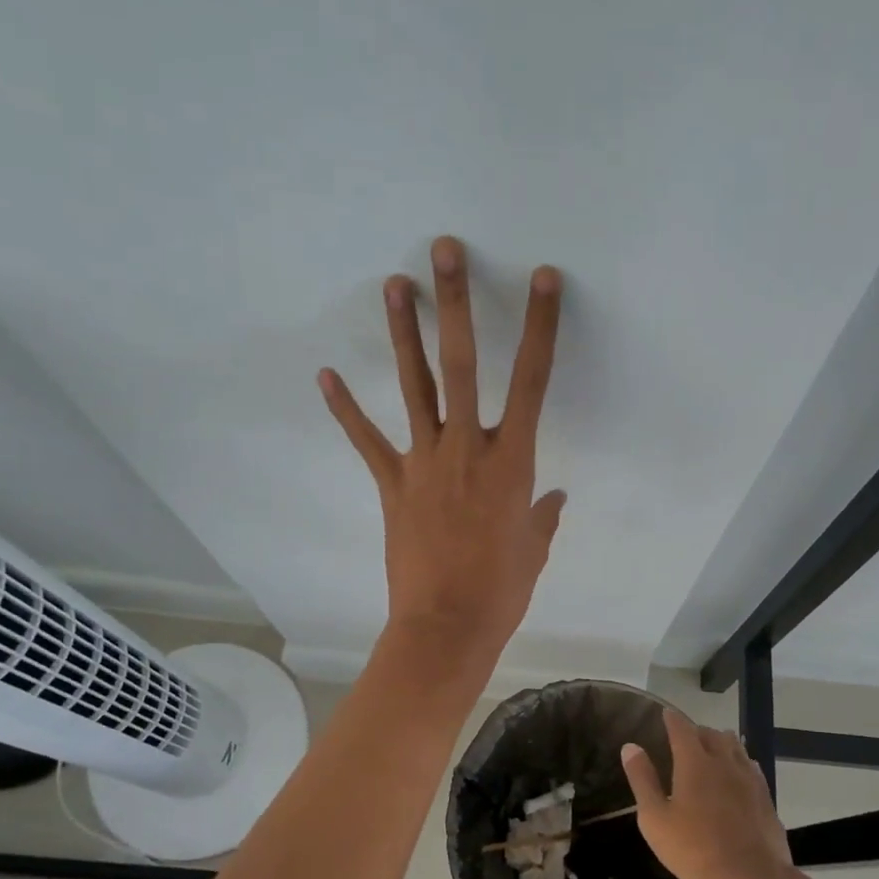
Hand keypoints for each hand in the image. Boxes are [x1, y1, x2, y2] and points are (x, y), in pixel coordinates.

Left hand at [319, 235, 566, 673]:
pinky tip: (325, 375)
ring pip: (414, 387)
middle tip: (445, 251)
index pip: (533, 381)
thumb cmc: (501, 591)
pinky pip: (367, 441)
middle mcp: (467, 449)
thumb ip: (543, 516)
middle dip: (456, 304)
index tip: (542, 280)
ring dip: (404, 334)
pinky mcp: (393, 484)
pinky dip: (346, 409)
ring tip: (394, 285)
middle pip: (463, 365)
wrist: (446, 628)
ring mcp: (424, 463)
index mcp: (512, 462)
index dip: (540, 327)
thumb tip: (553, 497)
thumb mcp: (534, 550)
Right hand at [620, 709, 796, 878]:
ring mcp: (748, 778)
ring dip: (720, 743)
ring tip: (711, 750)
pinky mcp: (765, 796)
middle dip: (696, 731)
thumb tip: (630, 747)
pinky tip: (736, 774)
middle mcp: (724, 761)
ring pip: (735, 746)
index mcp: (694, 762)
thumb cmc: (695, 849)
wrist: (752, 877)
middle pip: (711, 734)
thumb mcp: (655, 818)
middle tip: (685, 738)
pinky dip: (739, 762)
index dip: (672, 719)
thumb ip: (643, 780)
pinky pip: (750, 766)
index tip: (665, 714)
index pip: (682, 728)